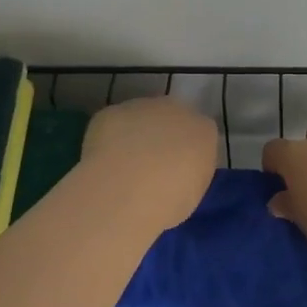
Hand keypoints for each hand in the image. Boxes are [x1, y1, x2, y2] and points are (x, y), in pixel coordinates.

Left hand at [81, 97, 217, 231]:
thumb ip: (189, 174)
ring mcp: (142, 107)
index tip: (176, 173)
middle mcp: (176, 109)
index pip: (199, 134)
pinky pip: (113, 125)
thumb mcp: (192, 194)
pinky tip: (102, 163)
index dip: (186, 153)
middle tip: (149, 168)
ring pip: (140, 118)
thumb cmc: (170, 200)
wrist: (128, 189)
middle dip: (161, 138)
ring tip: (121, 168)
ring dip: (134, 135)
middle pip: (170, 119)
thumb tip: (177, 174)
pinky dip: (108, 139)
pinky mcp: (112, 112)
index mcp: (203, 131)